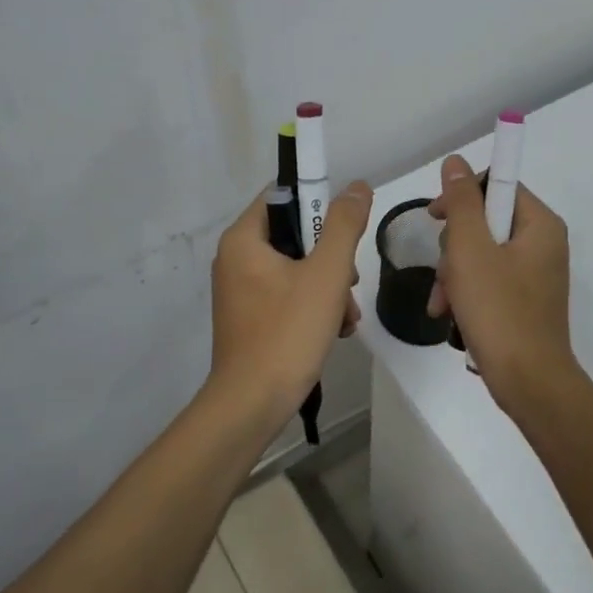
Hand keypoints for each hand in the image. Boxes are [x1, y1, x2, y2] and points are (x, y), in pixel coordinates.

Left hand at [209, 181, 373, 421]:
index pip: (283, 195)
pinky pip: (287, 294)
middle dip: (330, 256)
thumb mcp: (326, 273)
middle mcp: (235, 258)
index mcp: (243, 238)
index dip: (318, 203)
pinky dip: (312, 304)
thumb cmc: (287, 332)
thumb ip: (343, 224)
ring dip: (327, 285)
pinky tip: (334, 329)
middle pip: (294, 234)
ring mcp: (241, 290)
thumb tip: (357, 186)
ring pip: (295, 267)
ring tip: (345, 315)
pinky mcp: (250, 317)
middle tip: (347, 282)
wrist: (252, 406)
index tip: (345, 230)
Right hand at [426, 155, 578, 411]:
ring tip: (443, 302)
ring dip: (454, 273)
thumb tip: (456, 162)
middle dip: (454, 246)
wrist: (529, 383)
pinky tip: (449, 315)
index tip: (436, 217)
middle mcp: (543, 243)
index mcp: (540, 224)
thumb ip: (461, 201)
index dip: (462, 196)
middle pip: (486, 221)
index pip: (496, 184)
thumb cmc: (499, 310)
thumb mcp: (470, 249)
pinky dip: (466, 293)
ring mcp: (535, 274)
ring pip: (481, 253)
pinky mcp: (524, 300)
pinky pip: (489, 280)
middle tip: (444, 271)